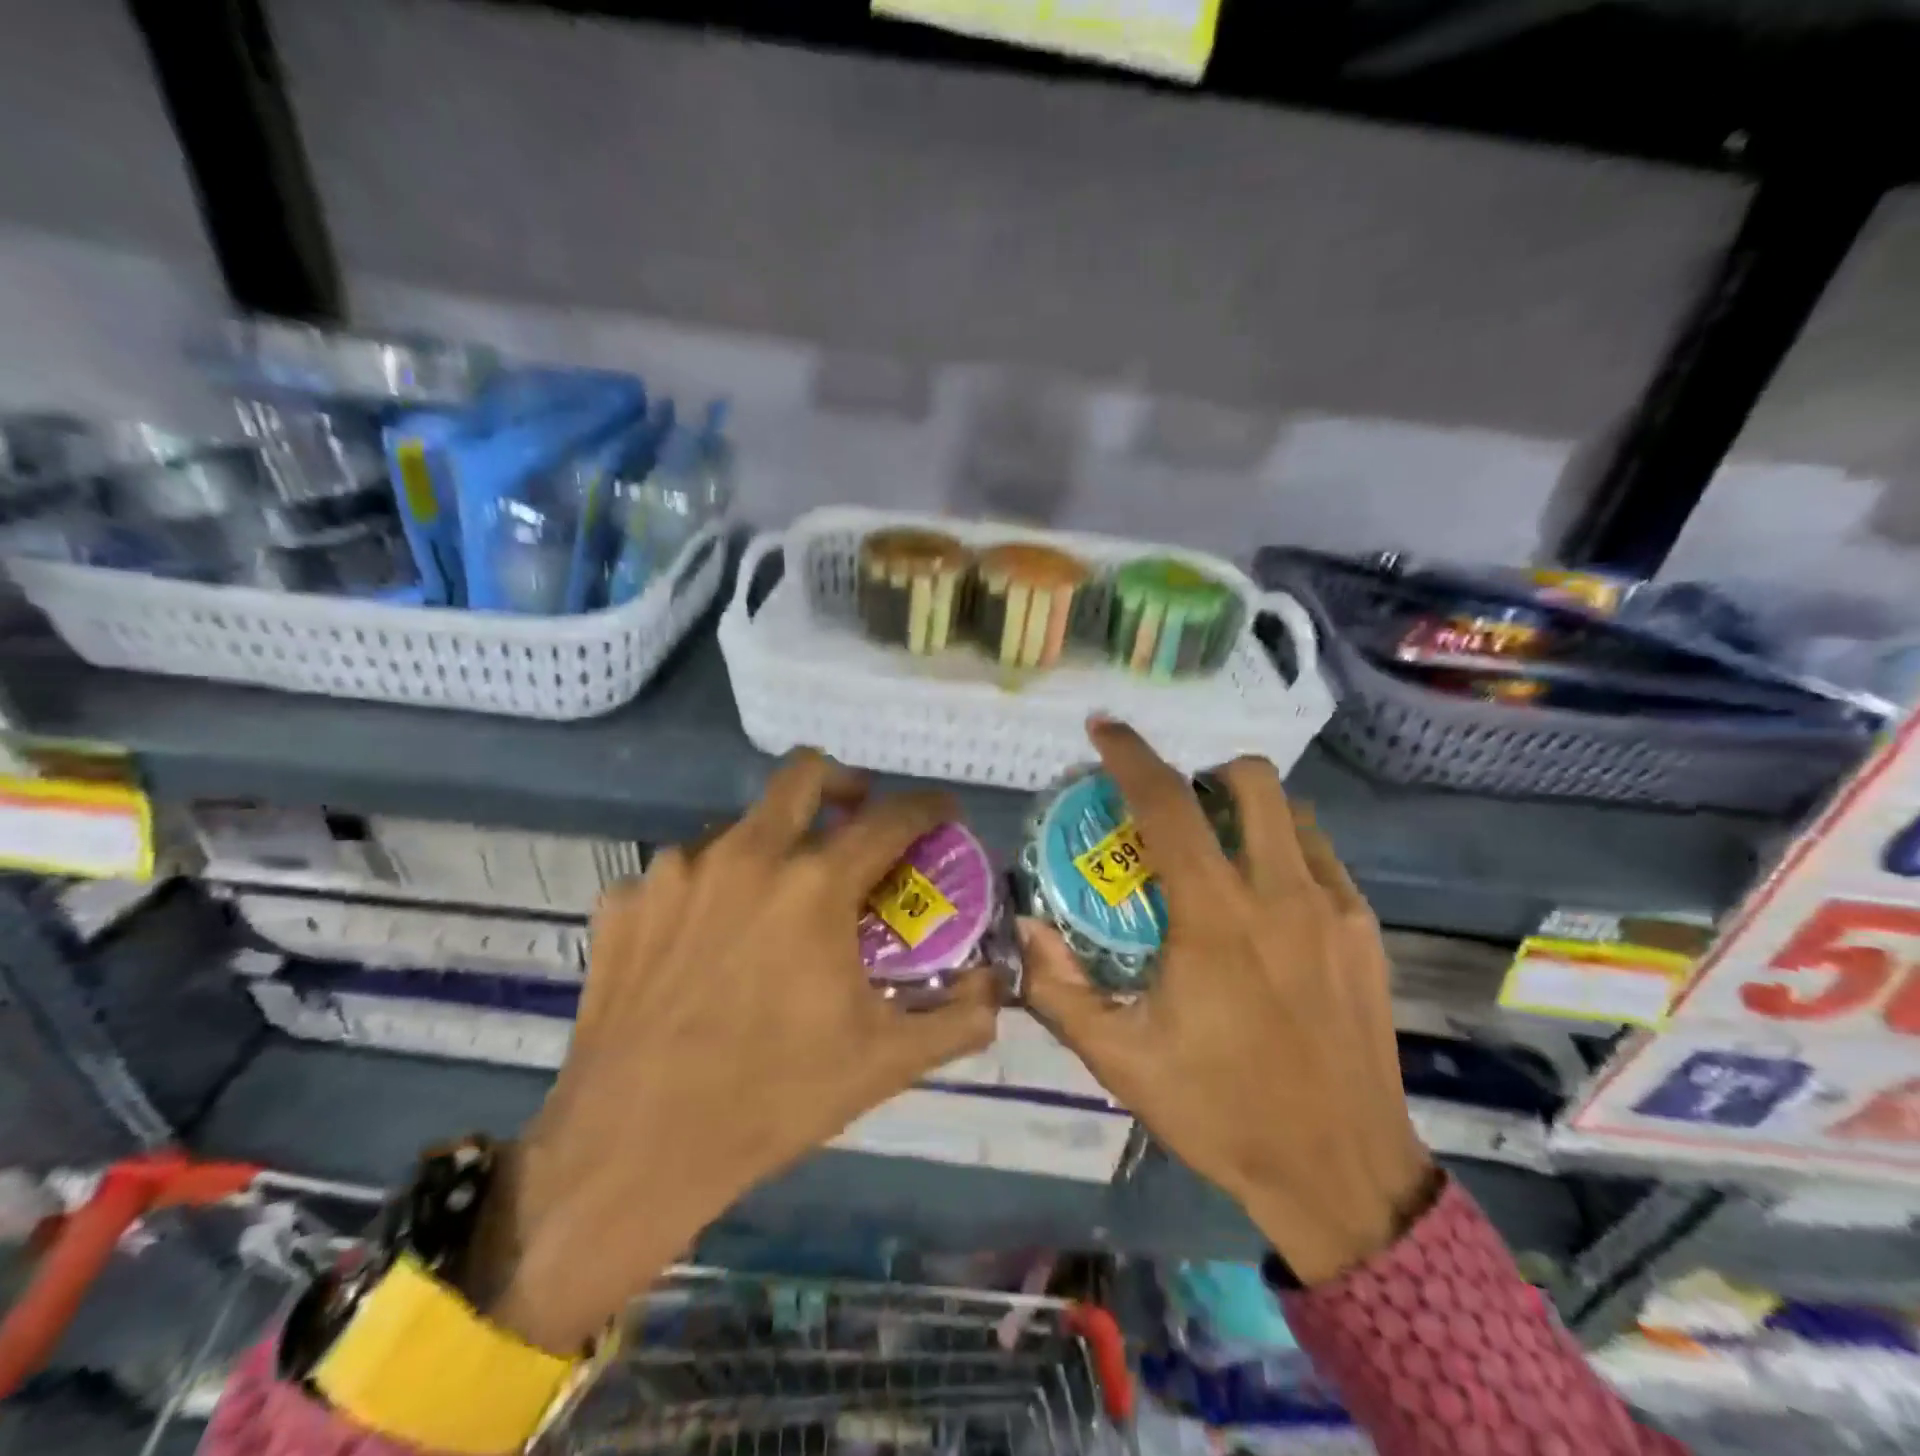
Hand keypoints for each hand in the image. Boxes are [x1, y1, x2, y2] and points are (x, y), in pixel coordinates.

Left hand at [474, 751, 998, 1352]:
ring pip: (737, 828)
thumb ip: (956, 1019)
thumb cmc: (772, 1100)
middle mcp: (745, 855)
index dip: (928, 807)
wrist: (631, 1152)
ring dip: (770, 849)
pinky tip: (703, 948)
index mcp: (814, 884)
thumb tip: (996, 990)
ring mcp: (674, 872)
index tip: (942, 813)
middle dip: (843, 783)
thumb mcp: (883, 1063)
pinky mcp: (623, 902)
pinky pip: (678, 876)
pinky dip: (706, 895)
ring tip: (772, 908)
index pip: (891, 817)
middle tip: (855, 820)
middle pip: (805, 772)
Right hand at [1020, 721, 1435, 1284]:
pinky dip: (1284, 850)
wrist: (1343, 1176)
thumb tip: (1026, 926)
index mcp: (1216, 919)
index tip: (1103, 729)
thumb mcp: (1120, 1061)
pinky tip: (1264, 902)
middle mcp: (1281, 895)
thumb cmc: (1221, 1113)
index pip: (1167, 806)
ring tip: (1218, 851)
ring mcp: (1334, 910)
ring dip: (1247, 810)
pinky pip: (1321, 857)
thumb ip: (1061, 989)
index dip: (1130, 755)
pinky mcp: (1366, 933)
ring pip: (1293, 812)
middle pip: (1250, 780)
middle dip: (1204, 772)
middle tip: (1174, 809)